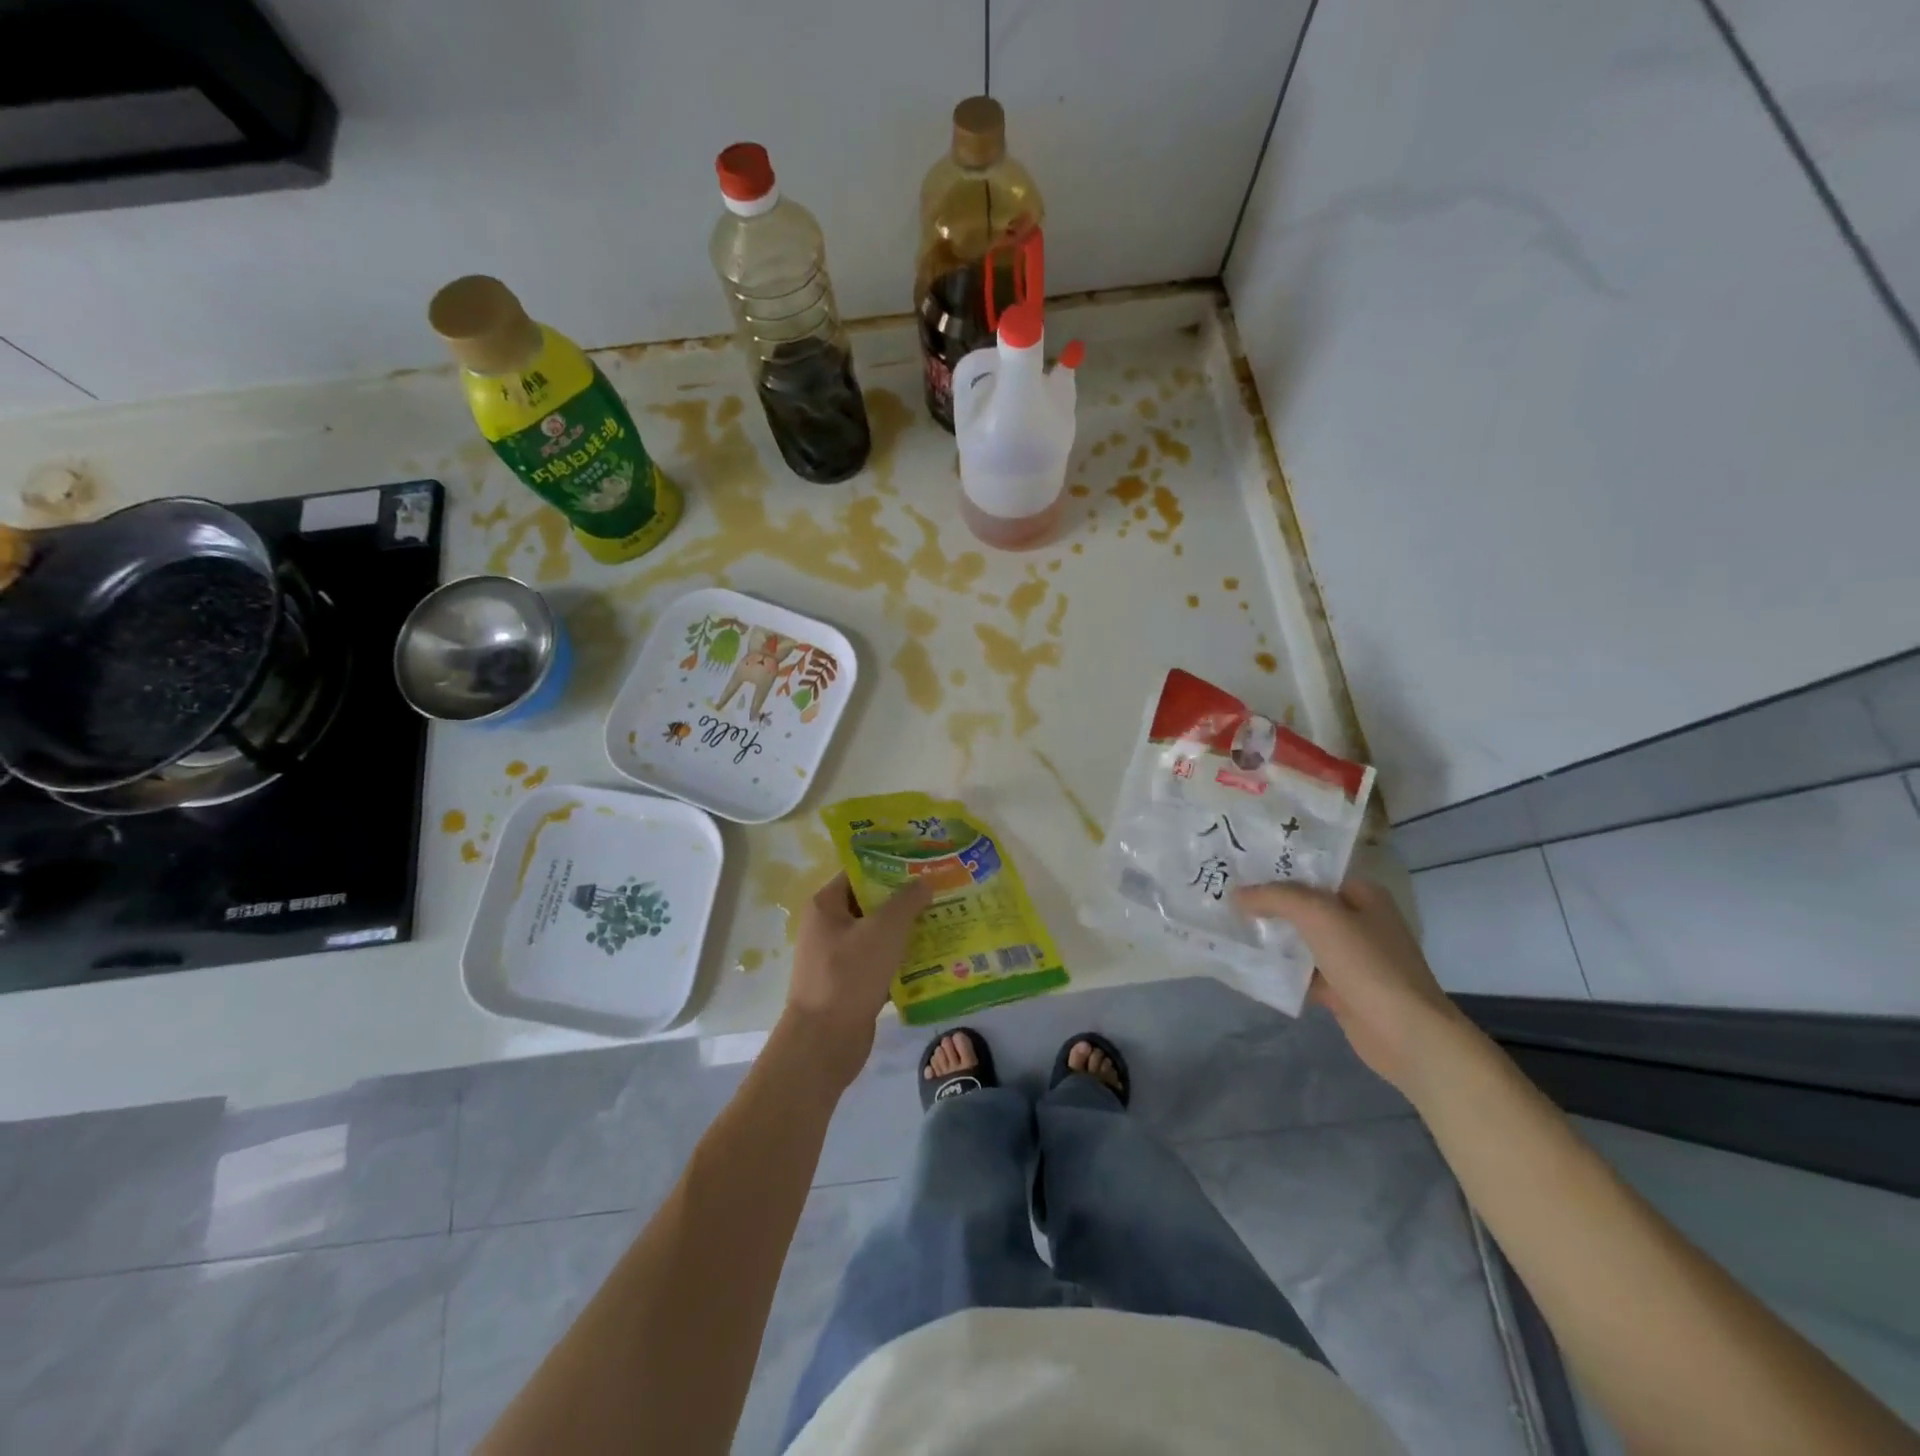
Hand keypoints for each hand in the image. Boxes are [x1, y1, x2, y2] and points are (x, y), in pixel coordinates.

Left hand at [782, 873, 933, 1088]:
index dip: (890, 866)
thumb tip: (924, 881)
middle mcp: (828, 928)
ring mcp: (837, 958)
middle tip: (940, 893)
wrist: (823, 1042)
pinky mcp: (849, 985)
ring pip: (878, 936)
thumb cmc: (849, 976)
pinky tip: (933, 961)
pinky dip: (901, 962)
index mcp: (826, 906)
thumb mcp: (884, 930)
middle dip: (905, 901)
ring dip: (906, 932)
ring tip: (944, 923)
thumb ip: (906, 902)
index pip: (860, 873)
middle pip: (871, 904)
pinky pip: (880, 964)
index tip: (922, 865)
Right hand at [1232, 878, 1468, 1095]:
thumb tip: (1238, 895)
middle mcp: (1359, 921)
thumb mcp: (1319, 916)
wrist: (1406, 1034)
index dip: (1276, 869)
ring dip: (1272, 938)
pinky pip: (1303, 972)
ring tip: (1228, 928)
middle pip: (1304, 906)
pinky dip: (1281, 970)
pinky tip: (1250, 966)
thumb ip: (1276, 898)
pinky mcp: (1342, 989)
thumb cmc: (1367, 964)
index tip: (1238, 870)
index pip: (1313, 872)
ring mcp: (1351, 957)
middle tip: (1225, 899)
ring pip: (1301, 940)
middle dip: (1268, 904)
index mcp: (1363, 895)